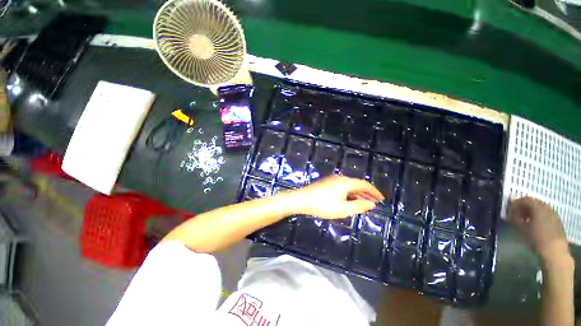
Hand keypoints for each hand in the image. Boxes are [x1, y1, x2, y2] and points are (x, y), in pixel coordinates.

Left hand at [288, 175, 383, 218]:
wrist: (301, 199)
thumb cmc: (322, 205)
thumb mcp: (343, 209)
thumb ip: (359, 206)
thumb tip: (371, 204)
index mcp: (346, 182)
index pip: (364, 184)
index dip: (374, 191)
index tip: (381, 199)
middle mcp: (340, 178)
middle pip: (356, 184)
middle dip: (366, 193)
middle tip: (374, 202)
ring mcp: (332, 180)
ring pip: (349, 186)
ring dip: (357, 194)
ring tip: (363, 202)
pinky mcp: (326, 183)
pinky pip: (342, 187)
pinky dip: (348, 193)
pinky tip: (348, 200)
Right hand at [507, 197, 569, 261]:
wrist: (555, 250)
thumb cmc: (538, 238)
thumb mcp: (523, 228)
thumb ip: (516, 217)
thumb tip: (510, 212)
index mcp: (538, 207)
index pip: (524, 199)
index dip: (515, 204)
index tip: (509, 212)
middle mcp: (547, 207)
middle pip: (533, 202)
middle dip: (523, 208)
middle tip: (515, 215)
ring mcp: (553, 213)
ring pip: (539, 208)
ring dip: (529, 212)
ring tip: (523, 221)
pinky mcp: (556, 220)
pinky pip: (544, 213)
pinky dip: (537, 216)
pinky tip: (533, 224)